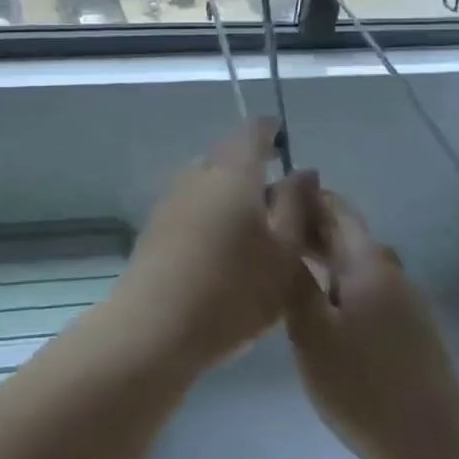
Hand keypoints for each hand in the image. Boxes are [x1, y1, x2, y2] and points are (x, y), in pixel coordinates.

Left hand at [103, 119, 312, 378]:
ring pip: (209, 182)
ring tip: (253, 232)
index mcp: (234, 172)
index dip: (272, 132)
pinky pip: (192, 205)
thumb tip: (302, 170)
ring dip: (231, 195)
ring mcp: (171, 198)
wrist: (155, 327)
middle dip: (253, 170)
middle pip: (229, 156)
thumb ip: (296, 204)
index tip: (285, 145)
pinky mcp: (155, 225)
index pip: (253, 131)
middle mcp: (198, 174)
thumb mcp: (285, 252)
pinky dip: (211, 214)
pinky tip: (221, 249)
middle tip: (279, 204)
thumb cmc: (233, 290)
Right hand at [277, 187, 458, 458]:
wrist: (439, 449)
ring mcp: (402, 301)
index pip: (333, 207)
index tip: (262, 202)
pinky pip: (363, 288)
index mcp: (366, 262)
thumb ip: (294, 281)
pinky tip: (314, 306)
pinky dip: (335, 283)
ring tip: (280, 268)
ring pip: (353, 263)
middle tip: (262, 238)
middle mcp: (388, 271)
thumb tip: (280, 235)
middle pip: (344, 233)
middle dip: (305, 228)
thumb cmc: (366, 387)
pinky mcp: (407, 329)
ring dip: (319, 257)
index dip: (300, 197)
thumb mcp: (312, 333)